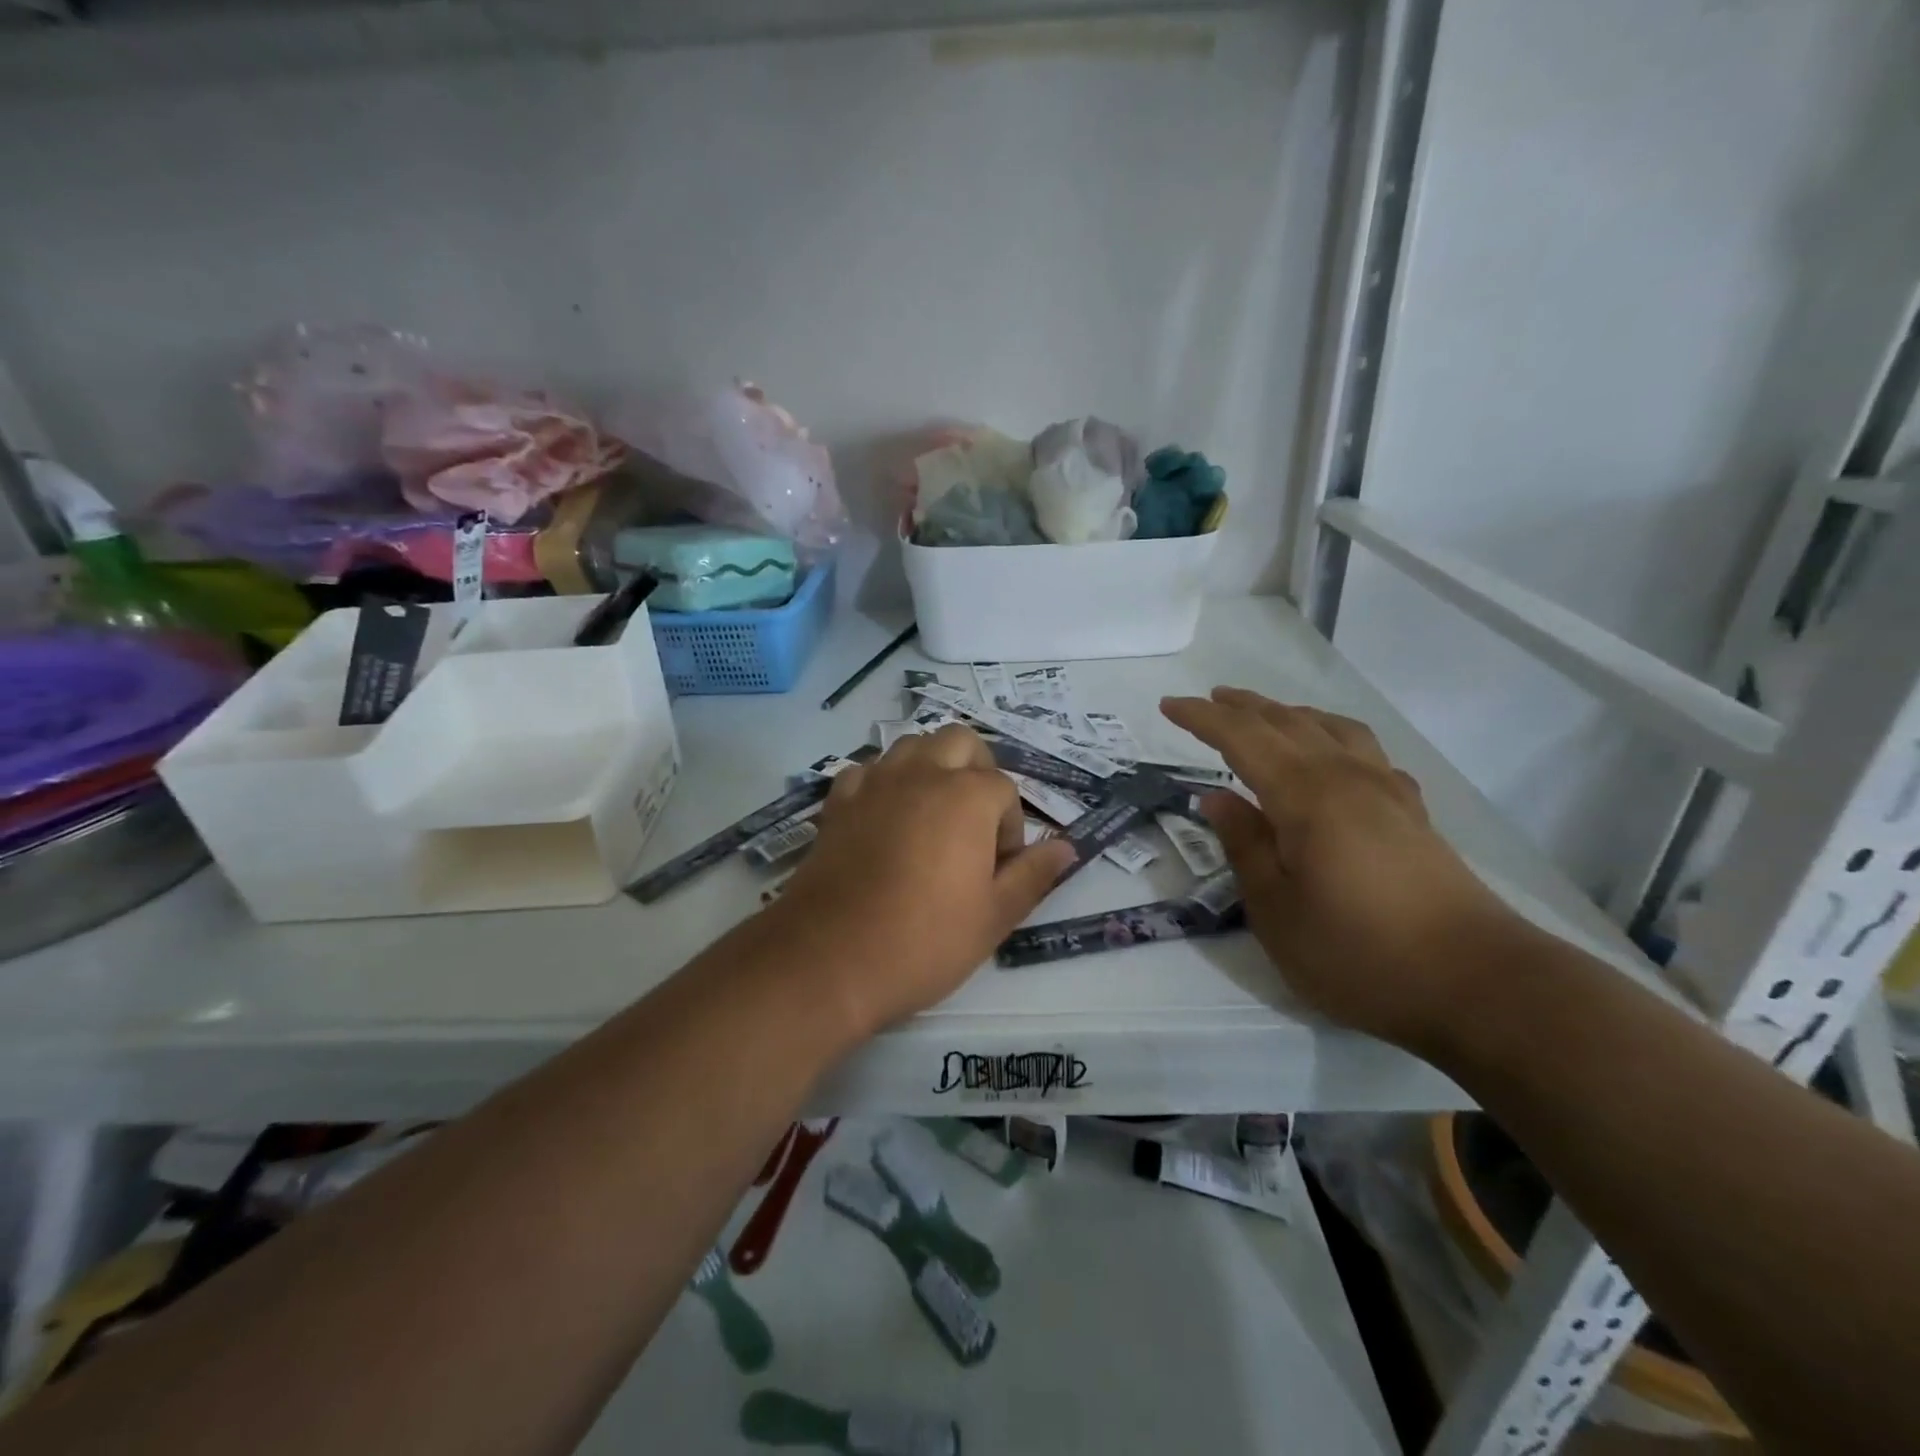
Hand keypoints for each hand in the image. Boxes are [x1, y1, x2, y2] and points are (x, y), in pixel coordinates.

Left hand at [760, 726, 1075, 1040]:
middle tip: (973, 823)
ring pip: (912, 745)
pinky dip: (884, 783)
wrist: (829, 959)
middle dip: (976, 771)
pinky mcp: (838, 802)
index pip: (1004, 789)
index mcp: (967, 796)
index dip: (1009, 828)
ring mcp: (875, 783)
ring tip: (932, 817)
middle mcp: (922, 774)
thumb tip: (1066, 848)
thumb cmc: (923, 941)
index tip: (996, 869)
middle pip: (960, 742)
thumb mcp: (994, 916)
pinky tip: (884, 820)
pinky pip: (869, 770)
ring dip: (931, 767)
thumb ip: (1033, 875)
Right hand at [1160, 687, 1516, 1051]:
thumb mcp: (1276, 910)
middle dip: (1242, 707)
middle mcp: (1346, 778)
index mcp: (1306, 796)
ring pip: (1331, 728)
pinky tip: (1334, 757)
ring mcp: (1387, 792)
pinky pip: (1365, 752)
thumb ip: (1244, 845)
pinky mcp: (1413, 814)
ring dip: (1290, 714)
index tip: (1168, 705)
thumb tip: (1216, 797)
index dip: (1202, 718)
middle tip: (1207, 699)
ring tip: (1266, 716)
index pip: (1243, 738)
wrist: (1478, 985)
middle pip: (1287, 722)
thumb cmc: (1359, 953)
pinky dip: (1334, 737)